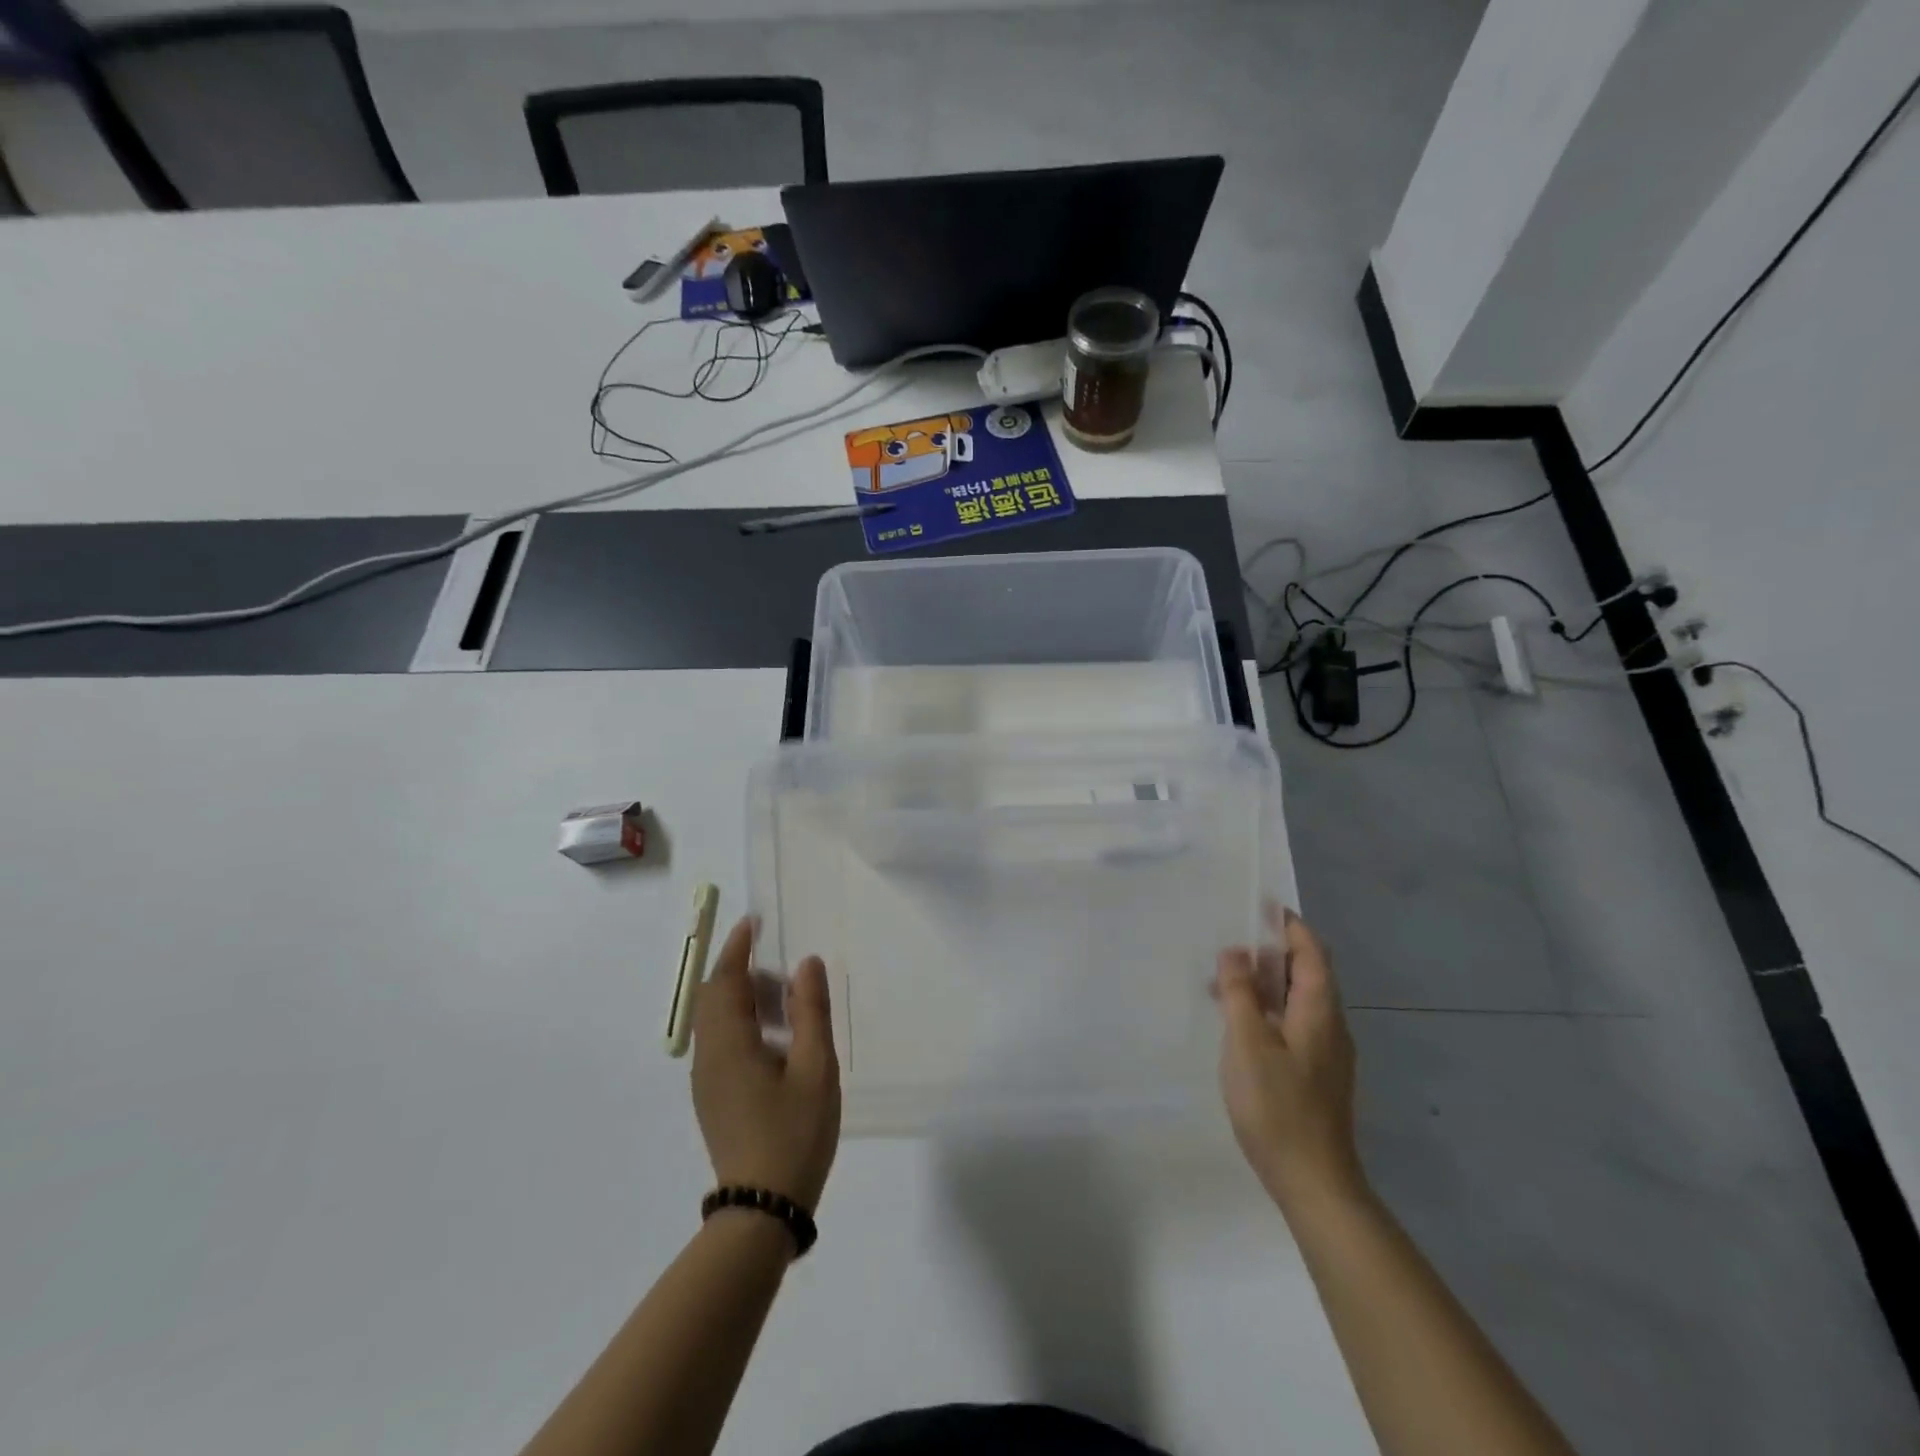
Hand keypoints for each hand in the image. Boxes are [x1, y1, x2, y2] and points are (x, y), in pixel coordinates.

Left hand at [691, 918, 841, 1212]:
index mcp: (729, 1045)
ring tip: (786, 1000)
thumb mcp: (816, 1068)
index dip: (736, 947)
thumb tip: (806, 963)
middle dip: (740, 970)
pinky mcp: (713, 1097)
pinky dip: (741, 1023)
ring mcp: (707, 1080)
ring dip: (743, 998)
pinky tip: (775, 1039)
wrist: (763, 1208)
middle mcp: (708, 1057)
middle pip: (713, 997)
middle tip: (781, 965)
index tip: (754, 922)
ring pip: (715, 1021)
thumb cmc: (794, 1134)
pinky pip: (720, 1042)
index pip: (723, 981)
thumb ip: (811, 1011)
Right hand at [1213, 908, 1364, 1214]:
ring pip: (1297, 1000)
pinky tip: (1238, 1022)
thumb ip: (1240, 993)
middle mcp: (1330, 1025)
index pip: (1311, 951)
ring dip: (1265, 983)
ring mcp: (1326, 1052)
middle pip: (1306, 973)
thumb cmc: (1278, 1106)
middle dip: (1270, 951)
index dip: (1288, 925)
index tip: (1259, 905)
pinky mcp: (1316, 1074)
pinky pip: (1292, 1023)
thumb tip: (1236, 951)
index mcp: (1319, 1010)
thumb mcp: (1247, 1042)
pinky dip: (1267, 1009)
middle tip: (1230, 940)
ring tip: (1223, 980)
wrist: (1314, 1182)